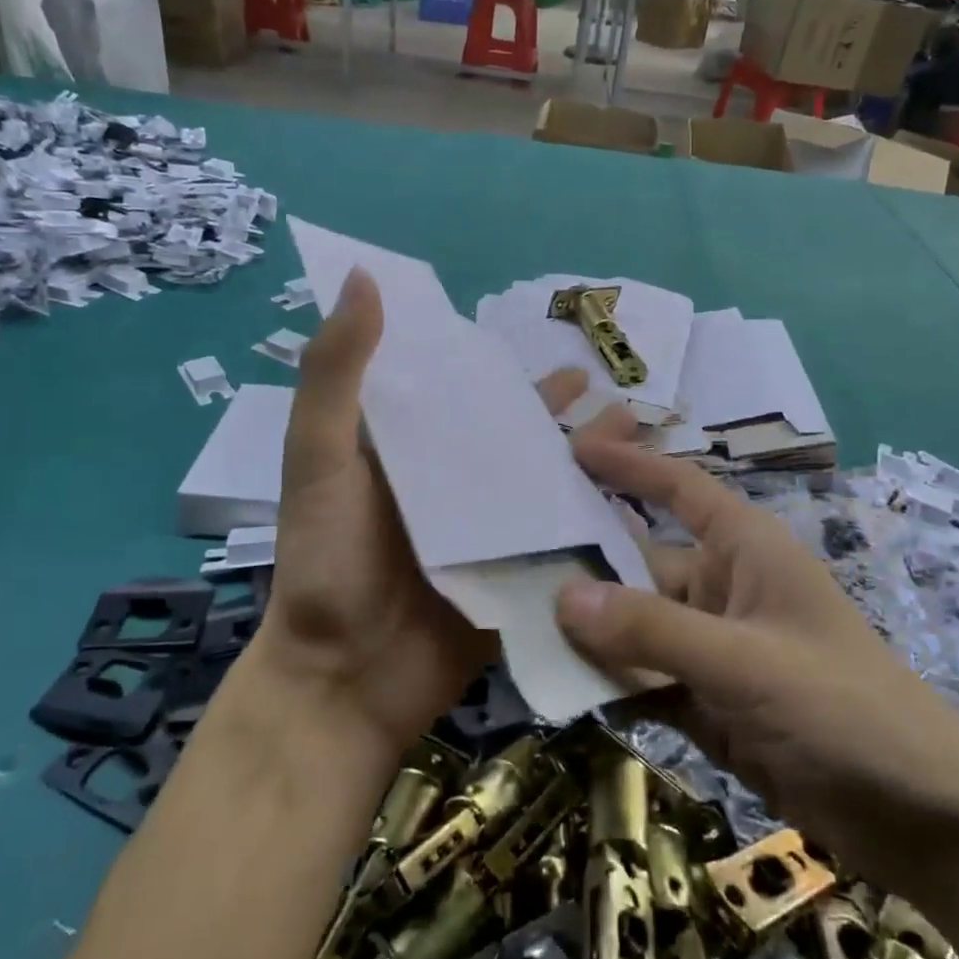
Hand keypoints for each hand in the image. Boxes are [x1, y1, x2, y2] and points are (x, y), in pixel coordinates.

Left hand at [254, 268, 594, 758]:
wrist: (343, 681)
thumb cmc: (327, 562)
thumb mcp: (320, 458)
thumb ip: (337, 374)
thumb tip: (363, 277)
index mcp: (409, 451)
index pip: (460, 394)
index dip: (499, 369)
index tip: (545, 345)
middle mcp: (451, 485)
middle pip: (515, 438)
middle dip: (562, 416)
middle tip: (613, 393)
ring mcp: (486, 534)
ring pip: (545, 485)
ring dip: (588, 461)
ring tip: (638, 435)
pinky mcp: (512, 579)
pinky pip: (560, 542)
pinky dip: (595, 522)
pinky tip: (638, 506)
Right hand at [555, 436, 958, 893]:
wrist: (924, 820)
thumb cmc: (846, 709)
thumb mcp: (746, 663)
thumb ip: (653, 631)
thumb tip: (562, 597)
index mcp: (746, 550)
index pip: (680, 488)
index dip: (629, 464)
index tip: (571, 447)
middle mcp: (723, 589)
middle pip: (639, 566)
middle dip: (582, 567)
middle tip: (508, 558)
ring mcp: (714, 650)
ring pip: (635, 630)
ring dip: (587, 634)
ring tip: (513, 624)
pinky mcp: (709, 704)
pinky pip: (644, 681)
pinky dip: (609, 686)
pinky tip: (559, 690)